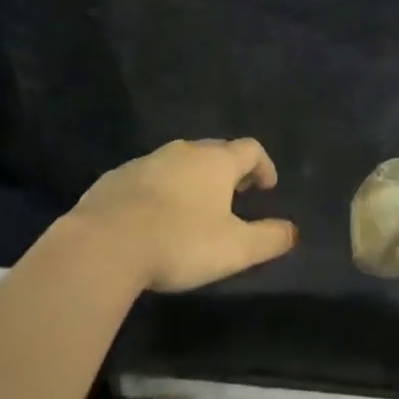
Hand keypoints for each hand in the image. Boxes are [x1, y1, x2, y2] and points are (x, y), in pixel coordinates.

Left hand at [70, 138, 298, 292]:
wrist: (106, 242)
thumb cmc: (180, 241)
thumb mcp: (234, 249)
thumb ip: (268, 238)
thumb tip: (292, 231)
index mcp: (216, 161)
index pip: (250, 149)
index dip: (263, 166)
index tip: (267, 186)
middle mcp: (184, 151)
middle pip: (214, 151)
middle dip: (228, 170)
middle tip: (235, 195)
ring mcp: (147, 160)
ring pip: (179, 162)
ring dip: (192, 179)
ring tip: (194, 207)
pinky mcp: (117, 177)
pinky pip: (148, 177)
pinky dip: (160, 190)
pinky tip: (154, 217)